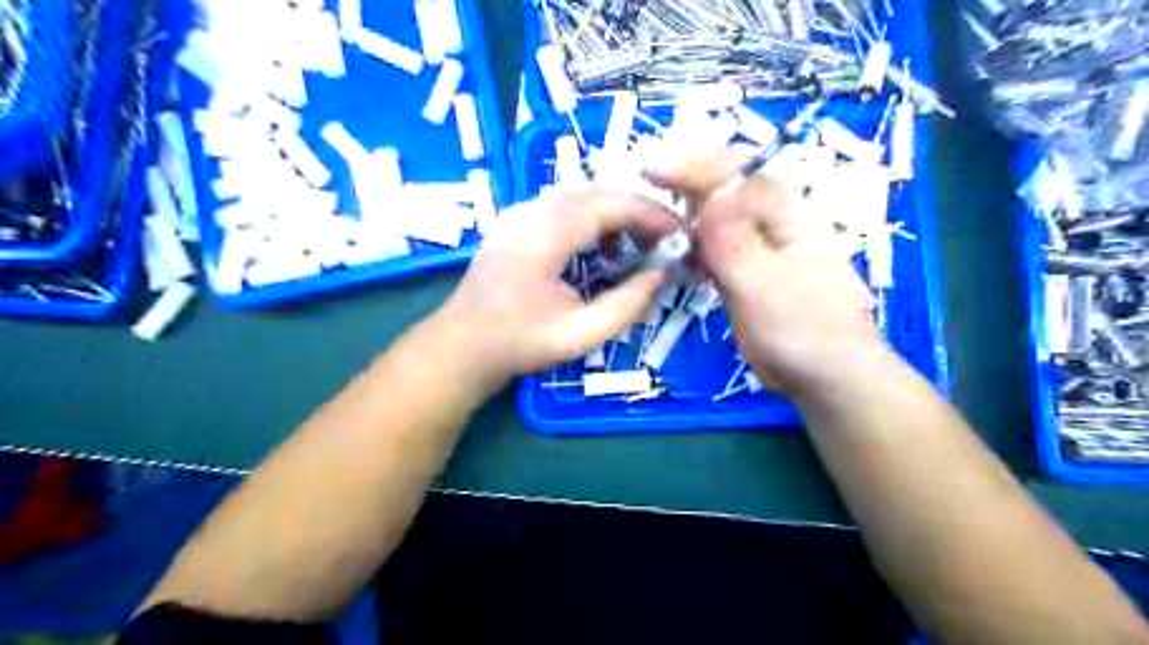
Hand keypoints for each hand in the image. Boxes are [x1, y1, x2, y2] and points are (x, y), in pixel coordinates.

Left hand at [436, 187, 675, 387]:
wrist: (461, 347)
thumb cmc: (518, 344)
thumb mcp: (581, 334)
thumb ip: (628, 304)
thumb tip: (662, 274)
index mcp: (543, 236)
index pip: (607, 204)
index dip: (649, 214)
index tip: (679, 234)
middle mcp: (529, 213)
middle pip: (596, 193)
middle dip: (637, 212)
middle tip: (665, 241)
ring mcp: (518, 214)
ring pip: (580, 197)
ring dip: (615, 215)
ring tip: (639, 247)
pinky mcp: (516, 223)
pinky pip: (564, 208)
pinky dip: (593, 221)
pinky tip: (604, 249)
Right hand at [650, 146, 881, 398]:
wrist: (824, 374)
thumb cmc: (804, 330)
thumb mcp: (765, 286)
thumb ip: (734, 243)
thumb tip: (707, 198)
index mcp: (784, 213)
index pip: (735, 173)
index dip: (692, 168)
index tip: (649, 172)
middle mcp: (768, 221)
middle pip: (720, 188)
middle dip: (682, 188)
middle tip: (645, 199)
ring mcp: (754, 246)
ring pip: (712, 219)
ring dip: (682, 218)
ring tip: (651, 228)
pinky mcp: (743, 271)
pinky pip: (711, 247)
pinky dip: (690, 247)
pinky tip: (675, 258)